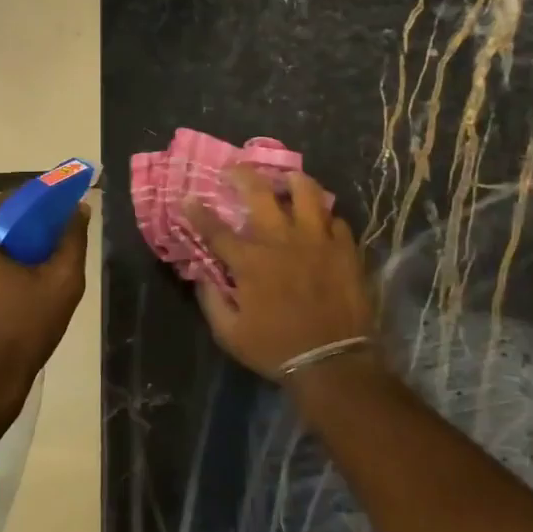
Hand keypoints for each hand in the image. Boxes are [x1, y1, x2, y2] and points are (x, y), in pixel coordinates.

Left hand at [0, 192, 90, 432]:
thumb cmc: (19, 332)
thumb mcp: (61, 284)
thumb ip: (72, 240)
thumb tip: (78, 210)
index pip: (11, 202)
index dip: (41, 206)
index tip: (62, 217)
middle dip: (22, 236)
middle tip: (50, 255)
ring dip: (2, 261)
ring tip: (32, 285)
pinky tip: (6, 306)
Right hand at [184, 168, 375, 382]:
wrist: (333, 363)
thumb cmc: (276, 349)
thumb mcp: (230, 334)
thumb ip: (211, 301)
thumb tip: (201, 276)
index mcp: (250, 262)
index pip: (216, 230)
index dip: (198, 213)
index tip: (188, 199)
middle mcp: (281, 241)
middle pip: (259, 193)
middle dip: (242, 175)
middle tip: (235, 168)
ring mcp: (317, 241)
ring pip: (306, 192)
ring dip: (293, 180)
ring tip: (287, 178)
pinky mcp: (344, 249)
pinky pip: (335, 219)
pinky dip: (324, 216)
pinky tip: (320, 220)